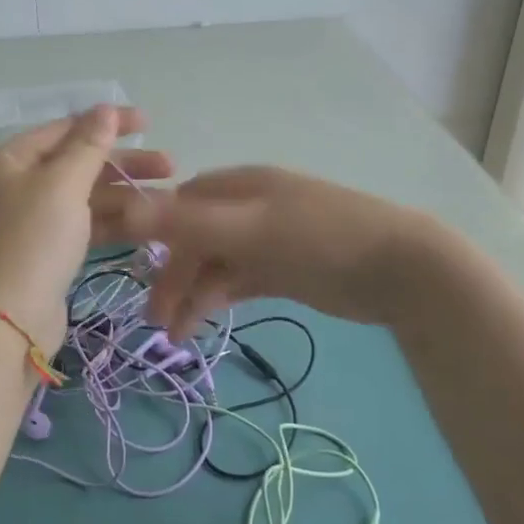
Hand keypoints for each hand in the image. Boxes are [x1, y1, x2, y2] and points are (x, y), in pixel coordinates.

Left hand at [0, 105, 171, 350]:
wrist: (8, 321)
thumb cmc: (34, 241)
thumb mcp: (63, 185)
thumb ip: (88, 145)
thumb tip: (105, 108)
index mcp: (7, 161)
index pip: (64, 129)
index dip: (107, 124)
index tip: (149, 123)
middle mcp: (13, 186)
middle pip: (76, 164)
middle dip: (124, 164)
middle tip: (170, 166)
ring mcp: (28, 222)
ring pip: (83, 197)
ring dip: (124, 195)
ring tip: (169, 198)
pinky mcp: (44, 252)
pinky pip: (82, 226)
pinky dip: (111, 222)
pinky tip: (147, 223)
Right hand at [134, 167, 443, 339]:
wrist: (399, 270)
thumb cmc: (320, 239)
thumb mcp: (250, 228)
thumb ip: (187, 222)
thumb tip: (124, 208)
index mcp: (239, 187)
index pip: (180, 204)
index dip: (153, 232)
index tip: (130, 268)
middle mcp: (248, 208)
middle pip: (195, 239)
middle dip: (172, 277)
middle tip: (155, 321)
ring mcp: (267, 240)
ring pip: (215, 264)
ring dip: (193, 295)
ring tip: (176, 337)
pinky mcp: (283, 269)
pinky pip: (238, 281)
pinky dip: (218, 299)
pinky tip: (203, 324)